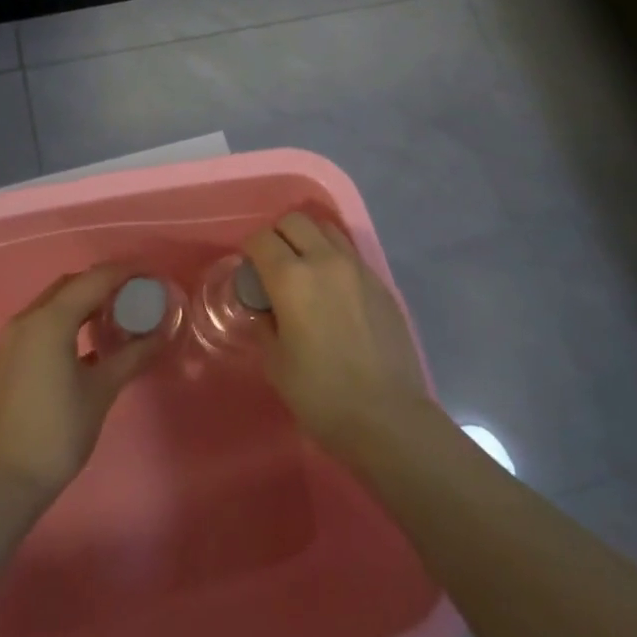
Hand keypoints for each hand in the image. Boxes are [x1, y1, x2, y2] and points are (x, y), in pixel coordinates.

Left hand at [0, 266, 159, 502]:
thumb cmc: (59, 431)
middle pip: (72, 285)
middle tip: (137, 295)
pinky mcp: (8, 355)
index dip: (126, 272)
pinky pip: (43, 321)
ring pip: (55, 302)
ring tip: (118, 314)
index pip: (95, 279)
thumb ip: (133, 354)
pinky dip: (68, 319)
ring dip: (85, 300)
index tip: (152, 276)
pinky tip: (90, 339)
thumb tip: (161, 334)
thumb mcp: (103, 389)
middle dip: (105, 283)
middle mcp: (27, 318)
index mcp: (50, 320)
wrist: (7, 480)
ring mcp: (13, 337)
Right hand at [243, 211, 433, 455]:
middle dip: (278, 235)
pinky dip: (333, 258)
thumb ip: (265, 324)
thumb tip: (265, 308)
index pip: (262, 239)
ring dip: (309, 239)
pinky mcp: (380, 281)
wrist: (387, 415)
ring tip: (305, 270)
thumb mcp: (276, 363)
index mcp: (291, 278)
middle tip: (273, 265)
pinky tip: (333, 291)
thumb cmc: (321, 394)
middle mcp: (325, 260)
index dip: (250, 250)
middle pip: (295, 221)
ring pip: (327, 229)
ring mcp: (358, 267)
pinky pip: (350, 253)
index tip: (249, 270)